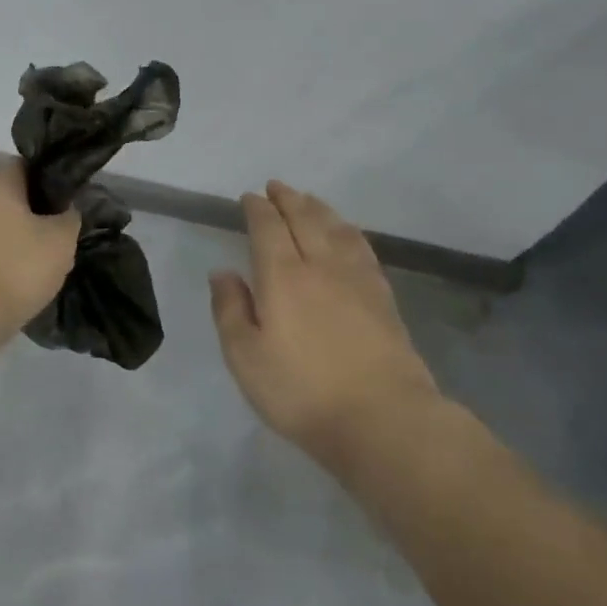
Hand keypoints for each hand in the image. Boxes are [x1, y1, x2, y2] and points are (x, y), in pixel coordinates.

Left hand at [0, 163, 80, 353]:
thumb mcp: (60, 243)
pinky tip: (6, 288)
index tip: (69, 212)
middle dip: (33, 218)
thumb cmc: (12, 272)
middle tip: (56, 246)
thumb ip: (70, 217)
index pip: (30, 168)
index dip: (53, 187)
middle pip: (9, 198)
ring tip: (34, 273)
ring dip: (12, 243)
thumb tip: (66, 210)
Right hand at [210, 180, 441, 472]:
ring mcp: (357, 280)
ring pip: (336, 229)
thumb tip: (223, 271)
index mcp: (282, 276)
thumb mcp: (245, 357)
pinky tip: (347, 234)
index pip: (267, 228)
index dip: (257, 209)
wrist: (384, 420)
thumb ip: (230, 309)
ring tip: (308, 199)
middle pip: (304, 219)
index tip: (249, 197)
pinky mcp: (383, 298)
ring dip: (318, 209)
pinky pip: (362, 248)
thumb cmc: (302, 391)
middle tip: (276, 186)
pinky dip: (349, 231)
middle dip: (288, 199)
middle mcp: (320, 266)